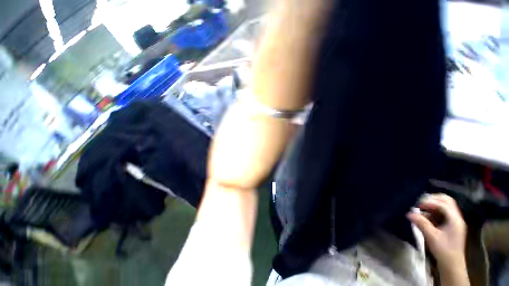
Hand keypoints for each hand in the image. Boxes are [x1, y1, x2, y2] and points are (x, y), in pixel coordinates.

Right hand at [407, 194, 466, 268]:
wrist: (451, 264)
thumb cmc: (443, 250)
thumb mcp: (431, 237)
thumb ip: (421, 223)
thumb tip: (409, 213)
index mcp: (455, 220)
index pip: (443, 204)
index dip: (429, 202)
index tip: (417, 205)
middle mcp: (457, 217)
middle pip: (447, 200)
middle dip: (432, 199)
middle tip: (419, 202)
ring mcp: (455, 221)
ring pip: (445, 204)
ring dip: (433, 203)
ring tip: (421, 207)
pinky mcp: (451, 224)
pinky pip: (443, 211)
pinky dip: (434, 209)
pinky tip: (426, 214)